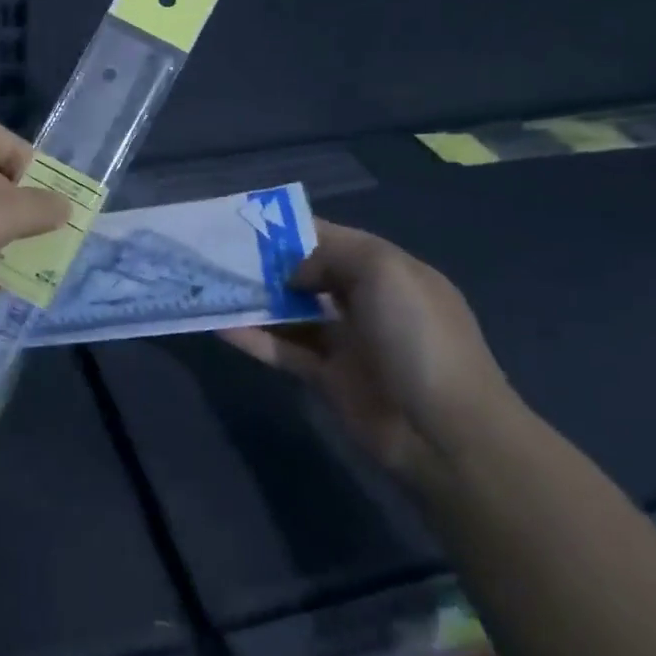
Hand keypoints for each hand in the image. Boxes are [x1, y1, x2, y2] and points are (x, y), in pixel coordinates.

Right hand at [220, 220, 516, 485]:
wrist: (445, 433)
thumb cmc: (418, 338)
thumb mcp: (384, 271)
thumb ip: (329, 254)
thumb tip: (292, 273)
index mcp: (387, 271)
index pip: (329, 238)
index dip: (288, 229)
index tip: (242, 222)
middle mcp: (365, 302)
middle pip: (305, 274)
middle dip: (265, 264)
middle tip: (217, 253)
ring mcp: (346, 342)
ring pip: (290, 313)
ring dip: (254, 301)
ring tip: (211, 286)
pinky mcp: (327, 379)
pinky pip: (283, 351)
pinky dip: (253, 339)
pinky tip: (219, 326)